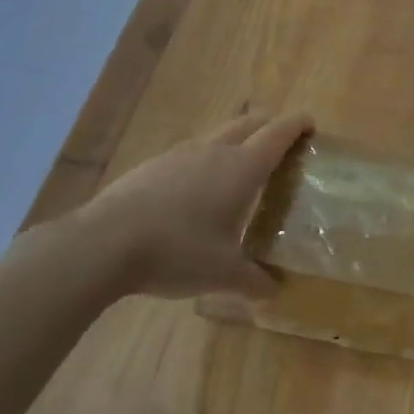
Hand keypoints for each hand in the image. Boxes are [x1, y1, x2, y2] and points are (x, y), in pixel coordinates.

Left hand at [60, 112, 312, 298]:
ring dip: (235, 142)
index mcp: (242, 168)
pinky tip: (194, 193)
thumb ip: (254, 281)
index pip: (278, 133)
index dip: (297, 125)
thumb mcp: (223, 274)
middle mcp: (214, 151)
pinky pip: (189, 154)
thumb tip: (275, 291)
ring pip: (217, 135)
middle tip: (281, 145)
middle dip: (269, 126)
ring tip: (238, 171)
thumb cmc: (177, 251)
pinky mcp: (152, 165)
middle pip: (249, 122)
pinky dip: (204, 161)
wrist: (103, 243)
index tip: (310, 125)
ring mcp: (179, 154)